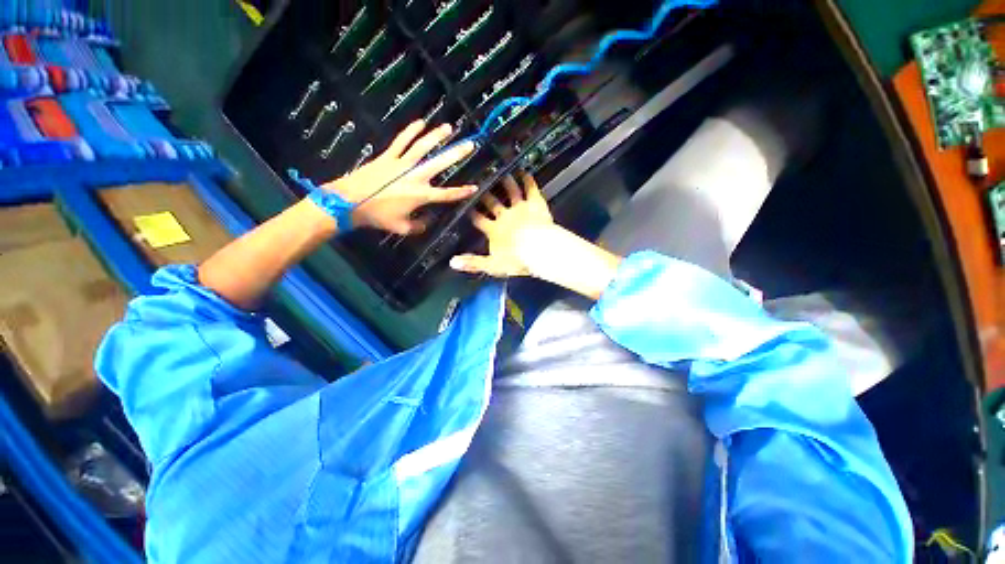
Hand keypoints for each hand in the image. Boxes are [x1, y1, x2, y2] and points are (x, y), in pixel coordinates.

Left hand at [323, 120, 476, 234]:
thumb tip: (427, 221)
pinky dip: (411, 131)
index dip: (462, 192)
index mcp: (421, 195)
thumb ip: (419, 226)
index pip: (447, 194)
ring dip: (437, 136)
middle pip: (440, 163)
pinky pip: (401, 141)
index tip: (474, 187)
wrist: (349, 202)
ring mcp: (401, 163)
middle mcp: (415, 176)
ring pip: (423, 146)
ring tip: (449, 128)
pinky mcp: (388, 156)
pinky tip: (421, 122)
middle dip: (457, 154)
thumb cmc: (378, 217)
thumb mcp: (402, 228)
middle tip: (470, 144)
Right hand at [450, 173, 554, 276]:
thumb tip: (452, 262)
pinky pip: (530, 188)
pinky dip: (526, 179)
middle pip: (492, 202)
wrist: (538, 250)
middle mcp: (505, 216)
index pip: (478, 219)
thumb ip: (473, 263)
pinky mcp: (535, 203)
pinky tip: (523, 171)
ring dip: (504, 181)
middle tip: (479, 182)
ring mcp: (520, 207)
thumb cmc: (517, 259)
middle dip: (484, 194)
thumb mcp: (493, 265)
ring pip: (510, 191)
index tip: (465, 206)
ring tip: (499, 172)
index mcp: (494, 230)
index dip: (472, 213)